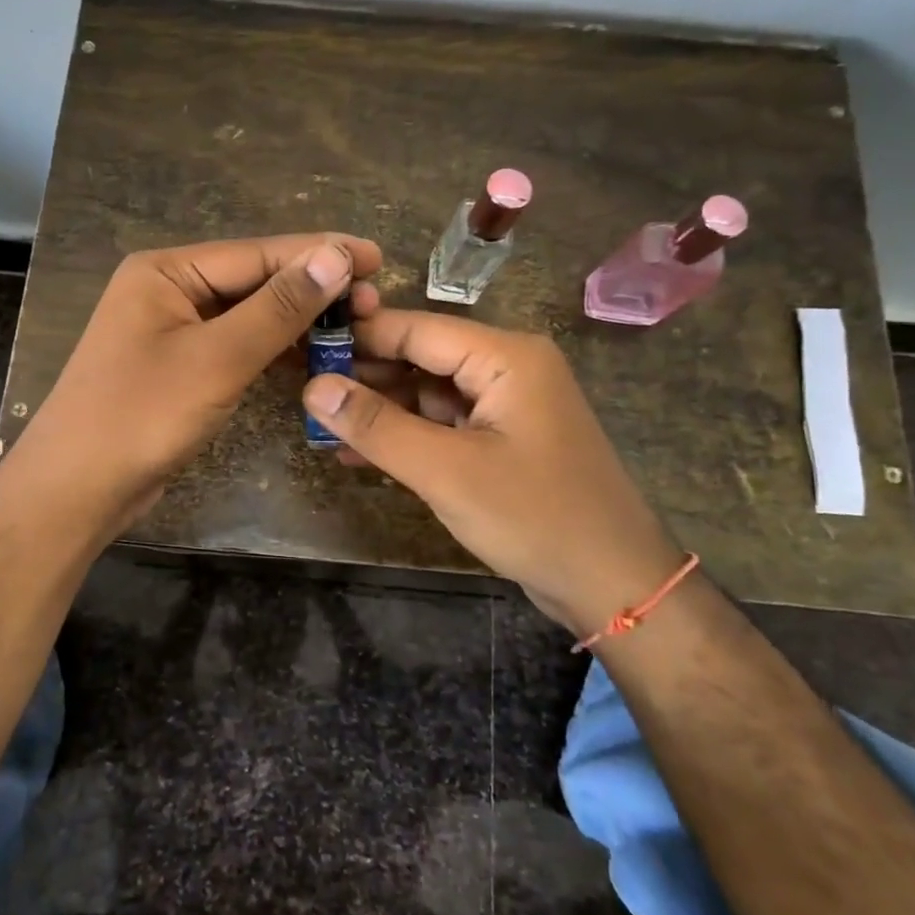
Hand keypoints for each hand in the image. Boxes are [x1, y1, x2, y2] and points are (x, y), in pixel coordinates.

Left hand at [12, 234, 381, 529]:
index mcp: (166, 271)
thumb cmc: (140, 416)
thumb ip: (278, 307)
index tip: (377, 258)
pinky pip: (237, 346)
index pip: (257, 253)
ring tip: (355, 326)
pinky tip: (313, 355)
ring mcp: (174, 331)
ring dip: (298, 322)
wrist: (76, 490)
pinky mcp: (181, 368)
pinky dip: (274, 350)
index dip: (320, 255)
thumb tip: (335, 256)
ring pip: (249, 316)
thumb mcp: (217, 359)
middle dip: (313, 290)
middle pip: (254, 281)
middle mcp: (169, 290)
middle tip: (374, 301)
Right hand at [301, 309, 680, 635]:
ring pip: (426, 394)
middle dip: (363, 376)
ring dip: (378, 411)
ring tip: (318, 426)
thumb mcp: (446, 471)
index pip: (415, 329)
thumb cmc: (535, 517)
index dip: (357, 336)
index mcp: (505, 356)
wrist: (614, 586)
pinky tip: (355, 453)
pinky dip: (404, 437)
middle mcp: (507, 368)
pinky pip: (442, 425)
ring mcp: (505, 406)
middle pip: (420, 358)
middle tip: (300, 391)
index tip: (300, 346)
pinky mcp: (501, 440)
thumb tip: (313, 387)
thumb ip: (377, 425)